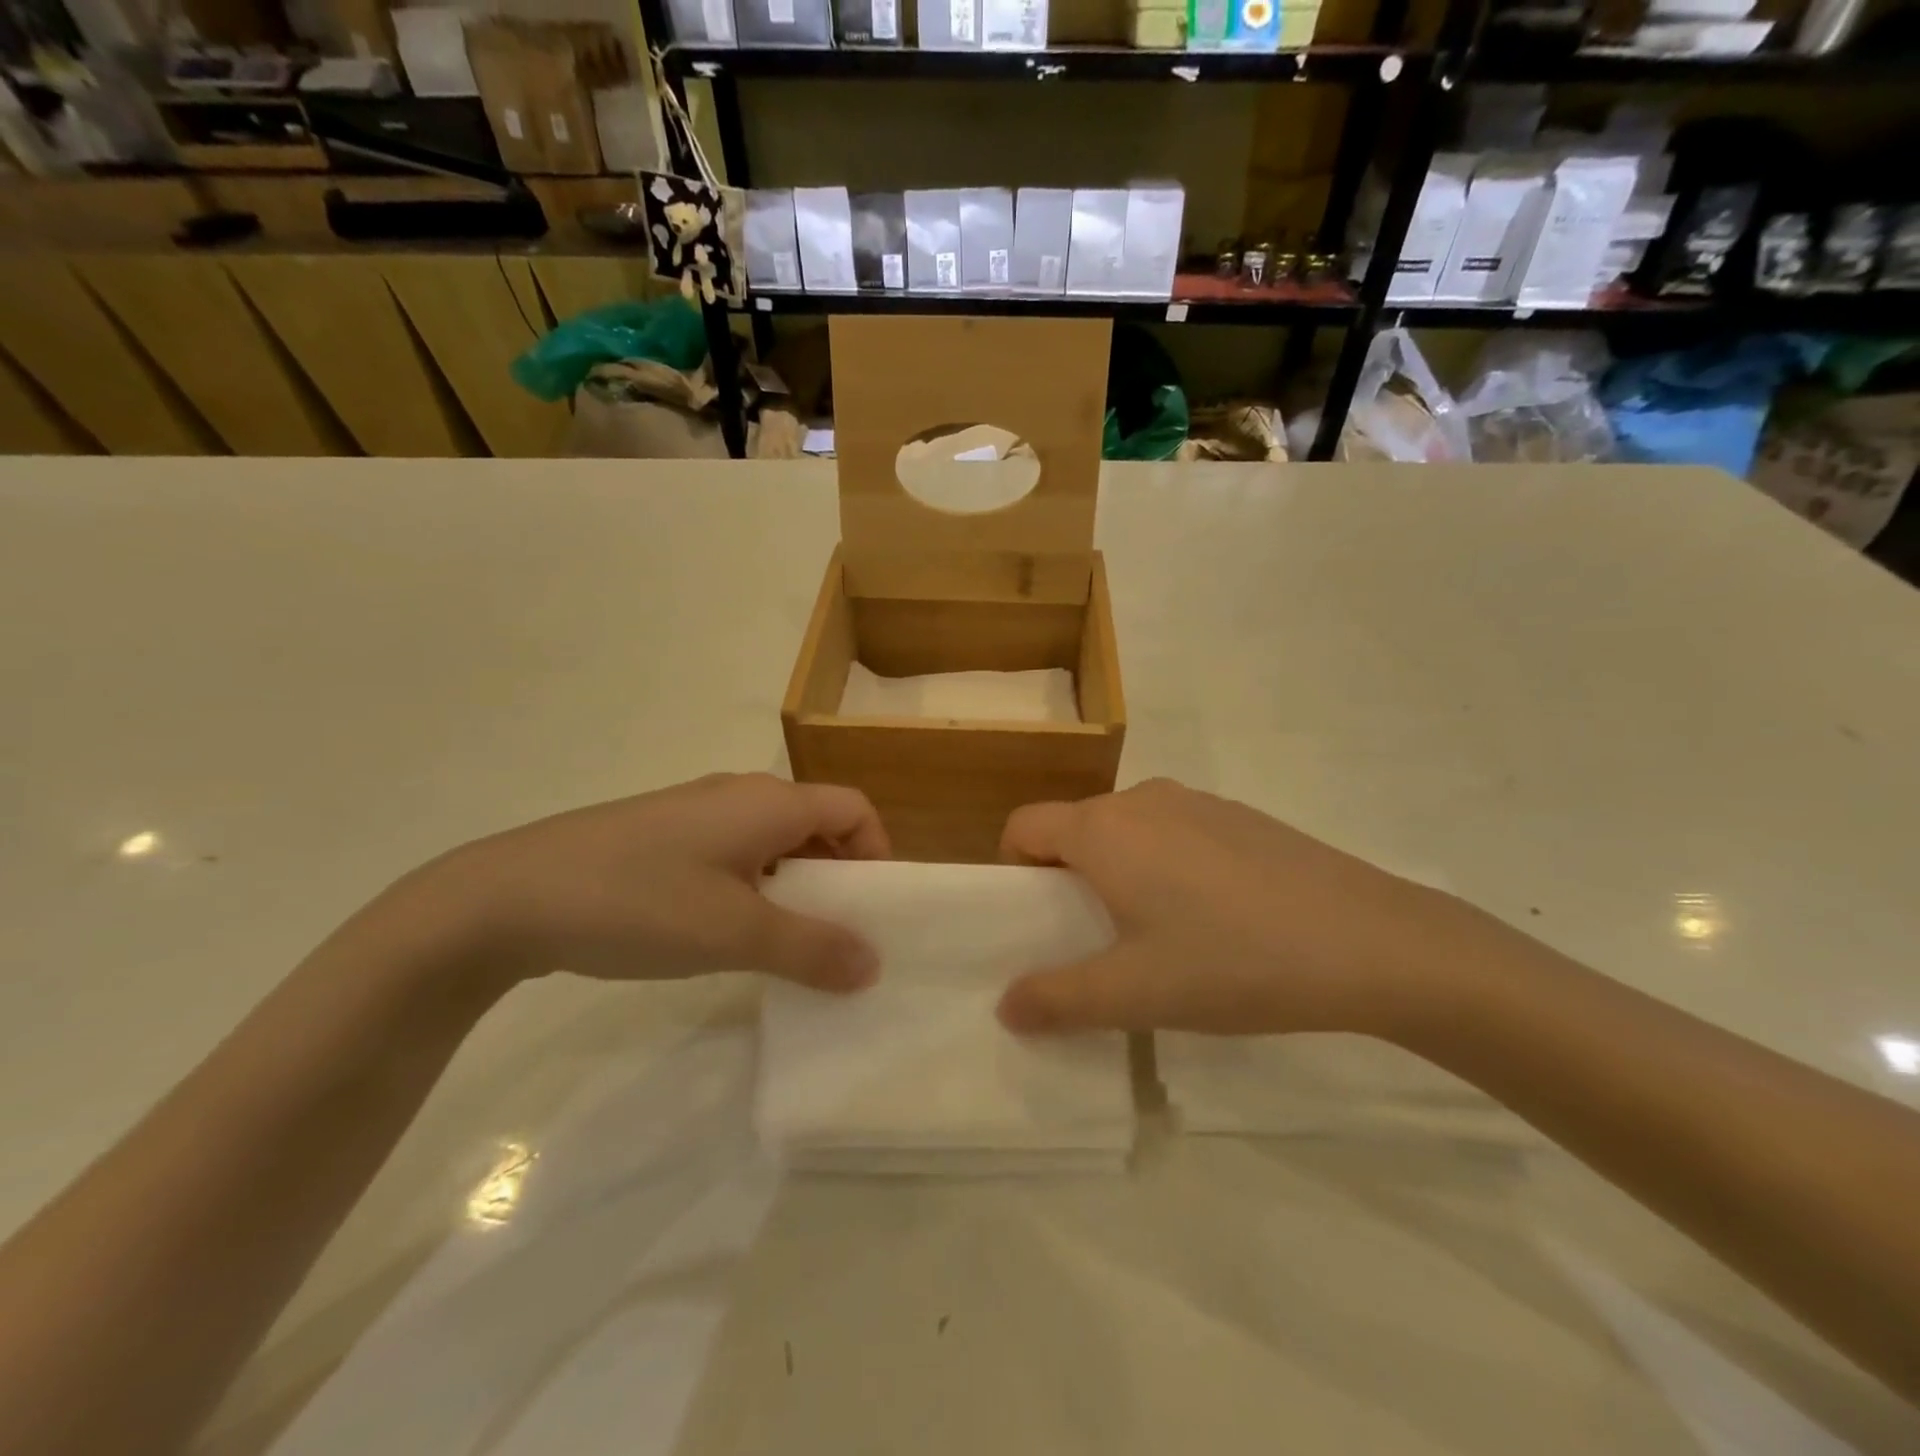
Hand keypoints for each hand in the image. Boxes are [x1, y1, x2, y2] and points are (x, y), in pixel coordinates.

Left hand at [396, 773, 890, 992]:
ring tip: (786, 943)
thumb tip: (873, 965)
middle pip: (817, 823)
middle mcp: (740, 795)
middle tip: (836, 936)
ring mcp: (697, 813)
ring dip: (795, 886)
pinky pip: (734, 854)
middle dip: (838, 876)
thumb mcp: (734, 932)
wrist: (508, 897)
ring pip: (773, 842)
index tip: (871, 910)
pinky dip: (754, 888)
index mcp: (769, 802)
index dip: (876, 853)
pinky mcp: (663, 836)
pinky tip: (726, 932)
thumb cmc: (638, 902)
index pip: (854, 809)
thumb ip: (811, 948)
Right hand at [996, 779, 1505, 1037]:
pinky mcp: (1240, 816)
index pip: (1024, 825)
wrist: (1368, 941)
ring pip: (1128, 831)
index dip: (1015, 871)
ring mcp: (1197, 802)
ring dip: (1121, 872)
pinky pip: (1177, 833)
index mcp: (1104, 829)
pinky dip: (1169, 866)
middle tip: (1097, 941)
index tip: (1040, 922)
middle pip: (1075, 827)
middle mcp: (1143, 799)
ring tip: (1159, 935)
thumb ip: (1057, 999)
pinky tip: (1217, 919)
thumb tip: (1007, 1006)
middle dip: (1069, 879)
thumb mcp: (1134, 993)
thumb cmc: (1231, 961)